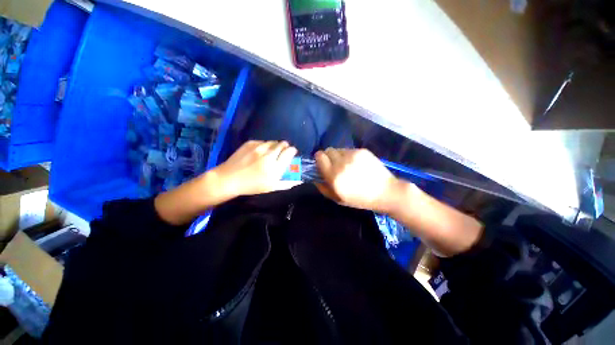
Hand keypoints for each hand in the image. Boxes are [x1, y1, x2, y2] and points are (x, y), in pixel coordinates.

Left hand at [212, 140, 298, 196]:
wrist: (228, 179)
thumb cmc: (251, 186)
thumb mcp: (271, 188)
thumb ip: (286, 183)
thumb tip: (298, 181)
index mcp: (275, 168)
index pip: (289, 152)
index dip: (292, 151)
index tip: (292, 152)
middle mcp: (269, 155)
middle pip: (282, 144)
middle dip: (285, 147)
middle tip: (282, 151)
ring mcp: (259, 148)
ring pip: (273, 142)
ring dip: (275, 146)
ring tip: (271, 151)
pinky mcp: (250, 143)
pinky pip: (263, 141)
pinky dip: (265, 145)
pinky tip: (261, 151)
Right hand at [315, 148, 400, 212]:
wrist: (385, 192)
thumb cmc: (360, 199)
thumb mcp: (338, 199)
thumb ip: (323, 188)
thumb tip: (314, 178)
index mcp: (334, 176)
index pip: (319, 157)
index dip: (319, 159)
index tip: (321, 163)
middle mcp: (341, 163)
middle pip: (327, 150)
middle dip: (327, 156)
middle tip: (334, 165)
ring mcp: (352, 155)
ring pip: (338, 149)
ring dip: (338, 156)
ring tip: (346, 164)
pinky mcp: (362, 151)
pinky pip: (349, 149)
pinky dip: (348, 155)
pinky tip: (356, 164)